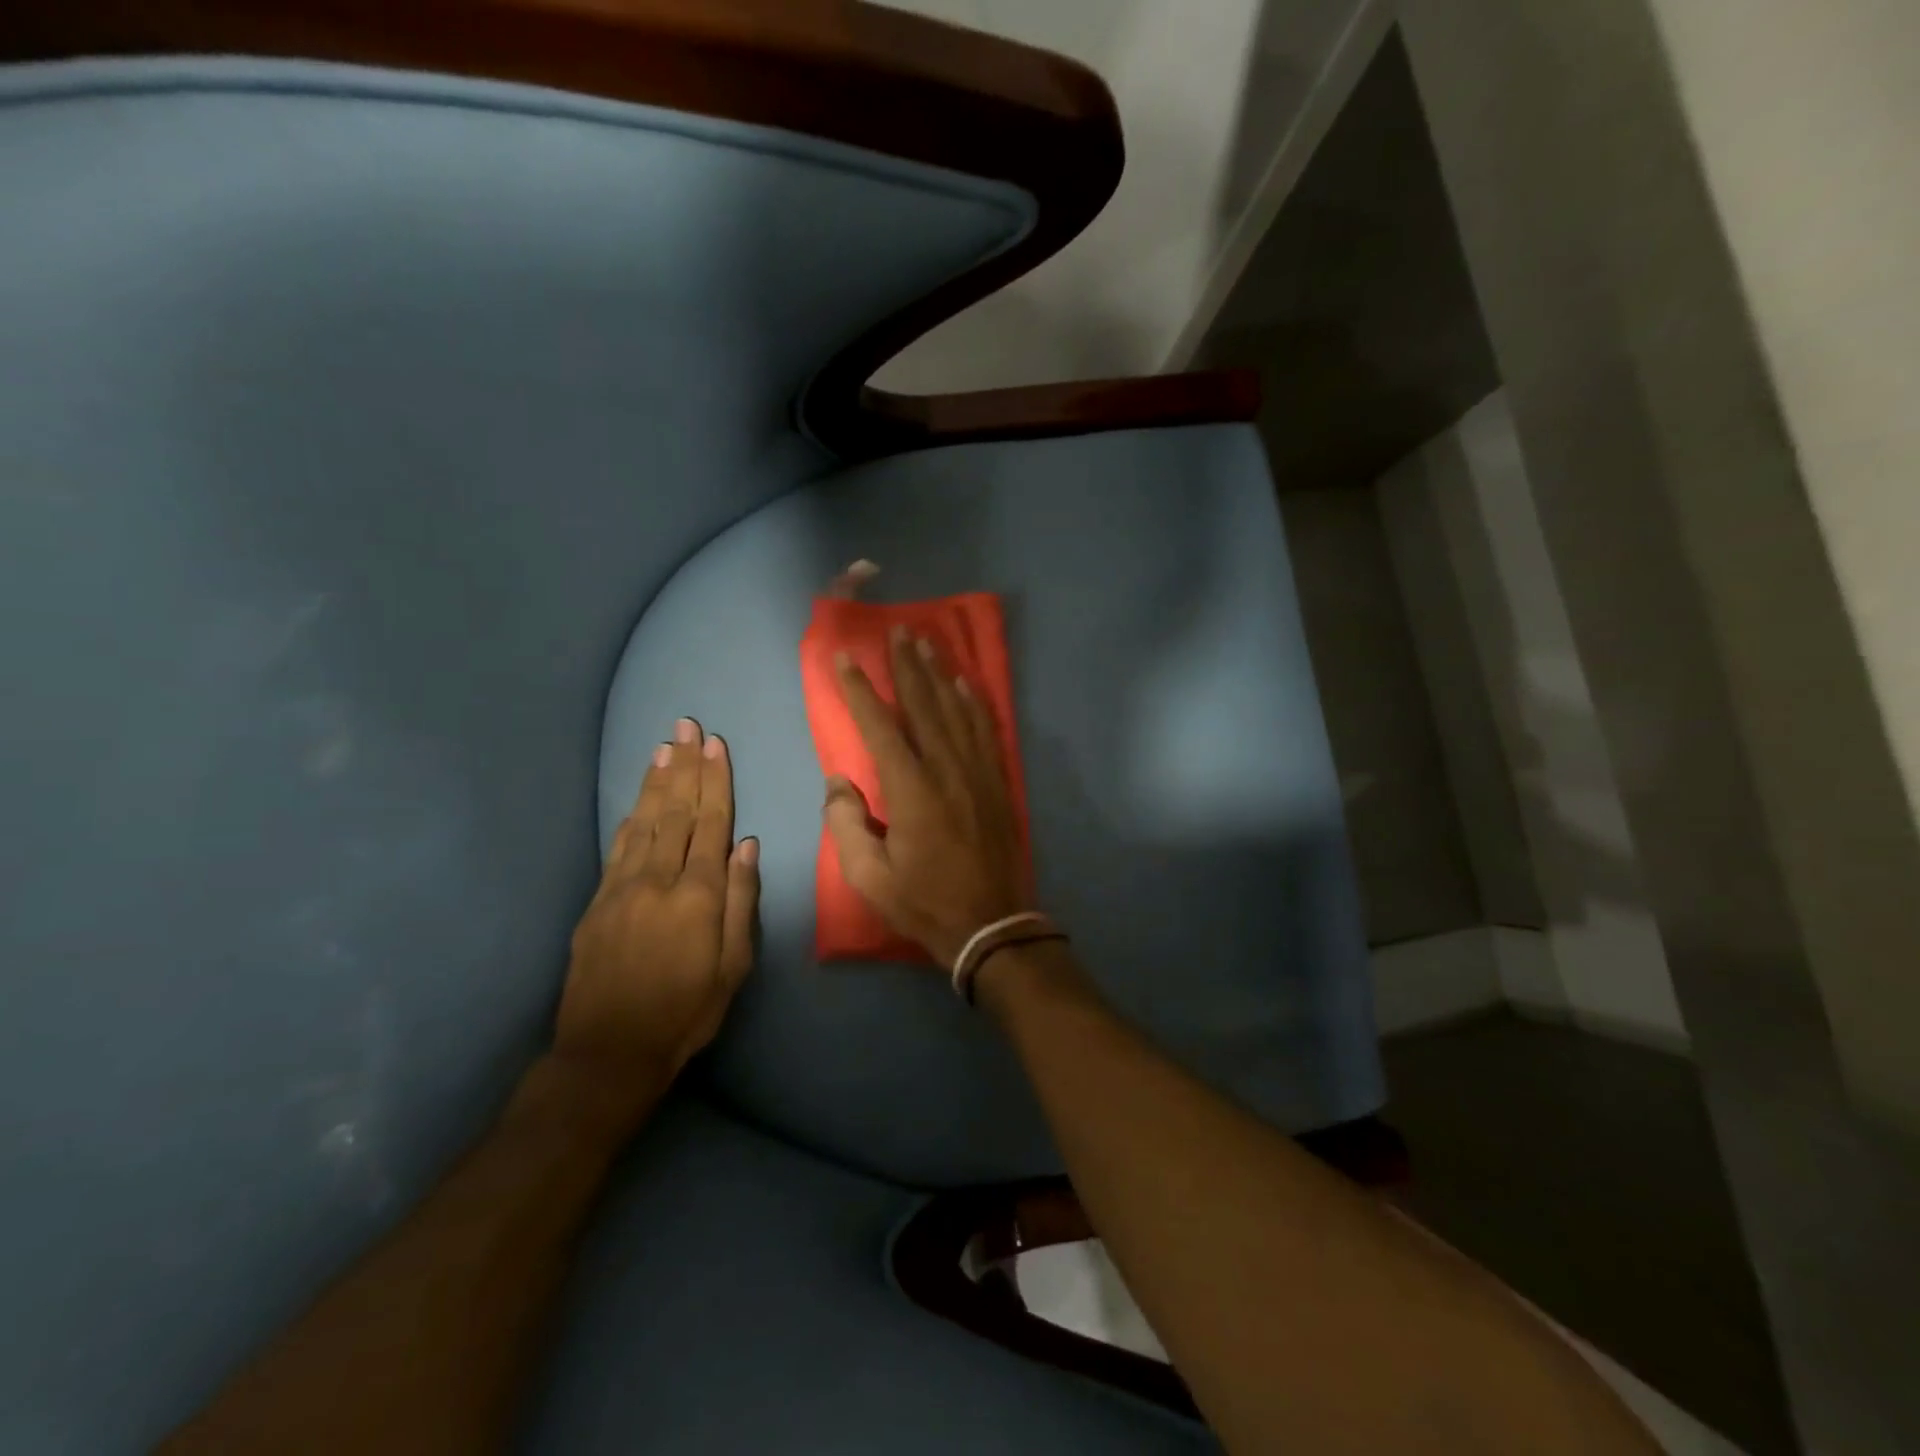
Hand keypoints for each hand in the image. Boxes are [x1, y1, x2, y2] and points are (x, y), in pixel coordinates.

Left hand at [555, 718, 759, 1121]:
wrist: (606, 1053)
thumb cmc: (685, 1013)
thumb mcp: (732, 968)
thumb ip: (740, 903)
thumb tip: (747, 847)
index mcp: (698, 895)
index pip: (711, 824)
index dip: (714, 781)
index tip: (715, 744)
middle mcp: (658, 880)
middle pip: (676, 812)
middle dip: (684, 766)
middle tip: (686, 725)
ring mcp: (622, 888)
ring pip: (645, 821)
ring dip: (656, 781)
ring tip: (664, 746)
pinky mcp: (598, 902)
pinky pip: (618, 846)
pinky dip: (631, 815)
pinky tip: (639, 798)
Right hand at [825, 627, 1027, 965]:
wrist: (991, 924)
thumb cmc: (924, 902)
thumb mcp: (869, 877)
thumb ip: (846, 824)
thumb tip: (839, 783)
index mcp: (910, 791)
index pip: (880, 727)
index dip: (860, 691)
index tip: (845, 659)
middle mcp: (946, 770)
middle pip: (924, 706)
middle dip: (906, 666)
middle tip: (897, 631)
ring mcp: (977, 774)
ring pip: (956, 711)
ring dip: (939, 674)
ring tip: (926, 643)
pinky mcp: (997, 783)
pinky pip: (986, 732)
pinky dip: (975, 704)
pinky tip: (966, 685)